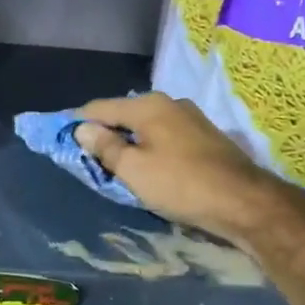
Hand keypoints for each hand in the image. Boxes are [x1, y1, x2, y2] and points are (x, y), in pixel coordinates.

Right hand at [75, 93, 293, 245]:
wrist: (244, 202)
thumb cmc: (181, 184)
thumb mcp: (134, 170)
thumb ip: (105, 147)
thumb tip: (82, 129)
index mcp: (148, 105)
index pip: (100, 107)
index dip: (77, 122)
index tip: (60, 138)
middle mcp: (169, 103)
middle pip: (124, 114)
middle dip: (104, 131)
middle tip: (87, 155)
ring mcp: (191, 117)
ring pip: (146, 125)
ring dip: (128, 141)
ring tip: (115, 163)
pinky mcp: (205, 136)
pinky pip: (164, 135)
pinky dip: (149, 146)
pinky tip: (147, 164)